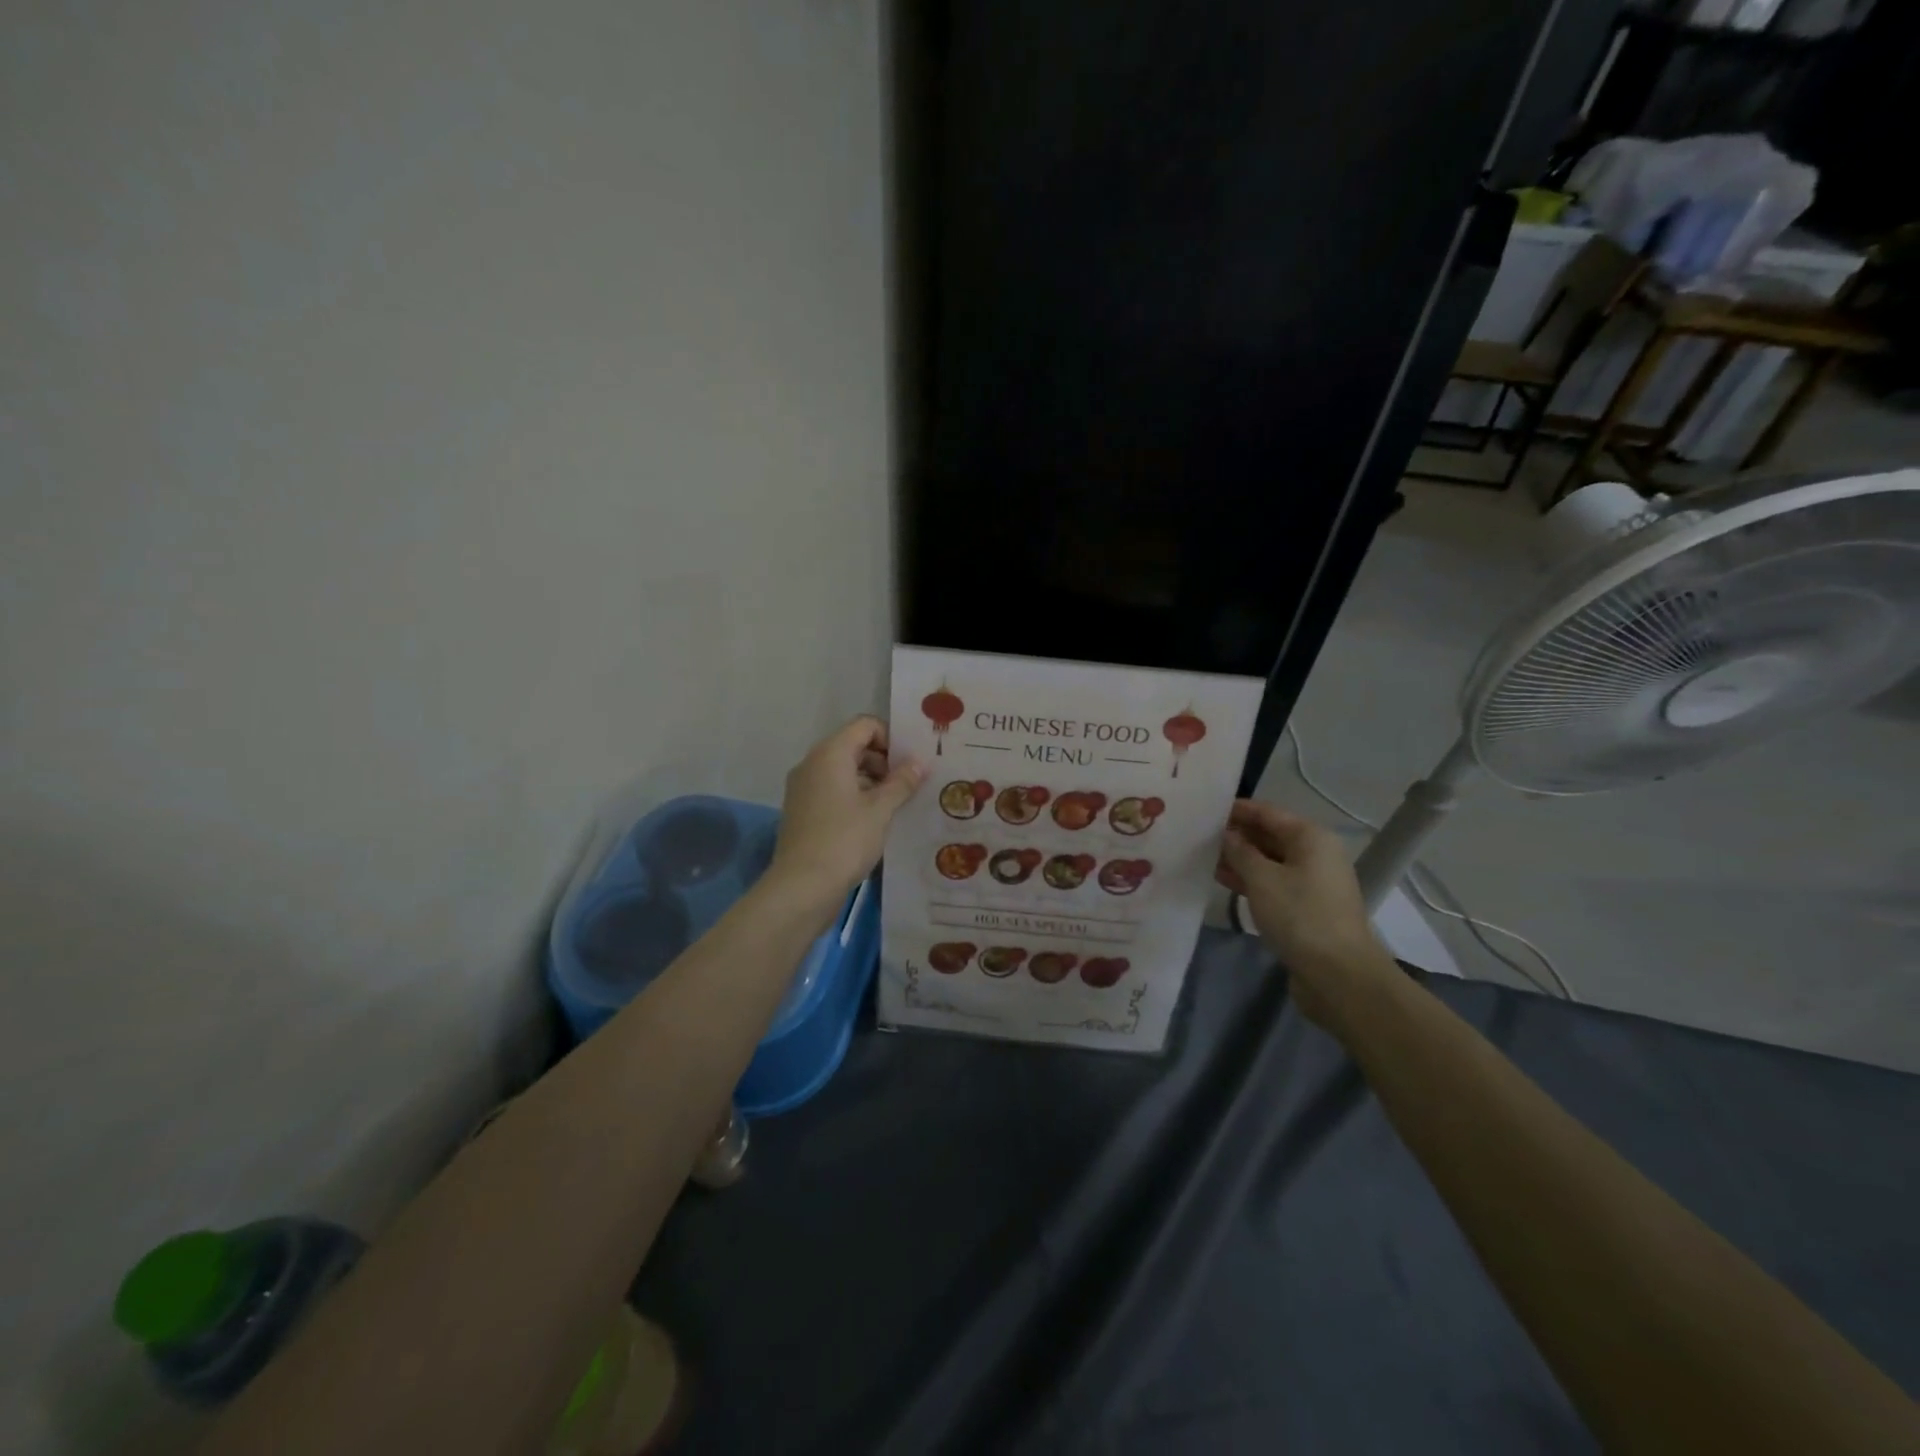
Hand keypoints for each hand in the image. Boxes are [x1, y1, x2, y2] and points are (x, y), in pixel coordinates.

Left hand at [769, 716, 924, 902]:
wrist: (802, 886)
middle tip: (910, 784)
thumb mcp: (881, 810)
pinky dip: (854, 796)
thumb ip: (902, 782)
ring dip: (871, 780)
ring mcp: (803, 788)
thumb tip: (920, 762)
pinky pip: (832, 790)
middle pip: (853, 746)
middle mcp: (812, 764)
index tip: (911, 762)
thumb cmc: (845, 840)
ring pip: (843, 770)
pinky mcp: (802, 811)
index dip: (891, 737)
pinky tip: (875, 820)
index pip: (864, 725)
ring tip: (897, 804)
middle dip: (883, 760)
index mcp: (830, 754)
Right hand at [1216, 800, 1394, 1025]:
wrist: (1338, 974)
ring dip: (1239, 859)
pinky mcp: (1306, 907)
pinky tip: (1222, 880)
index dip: (1236, 810)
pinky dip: (1250, 880)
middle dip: (1236, 835)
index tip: (1204, 809)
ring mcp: (1312, 882)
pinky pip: (1273, 883)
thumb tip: (1226, 834)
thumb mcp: (1261, 878)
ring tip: (1202, 856)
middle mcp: (1315, 854)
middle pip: (1269, 835)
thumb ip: (1239, 851)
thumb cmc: (1299, 915)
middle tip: (1197, 834)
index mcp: (1310, 837)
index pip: (1267, 812)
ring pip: (1269, 861)